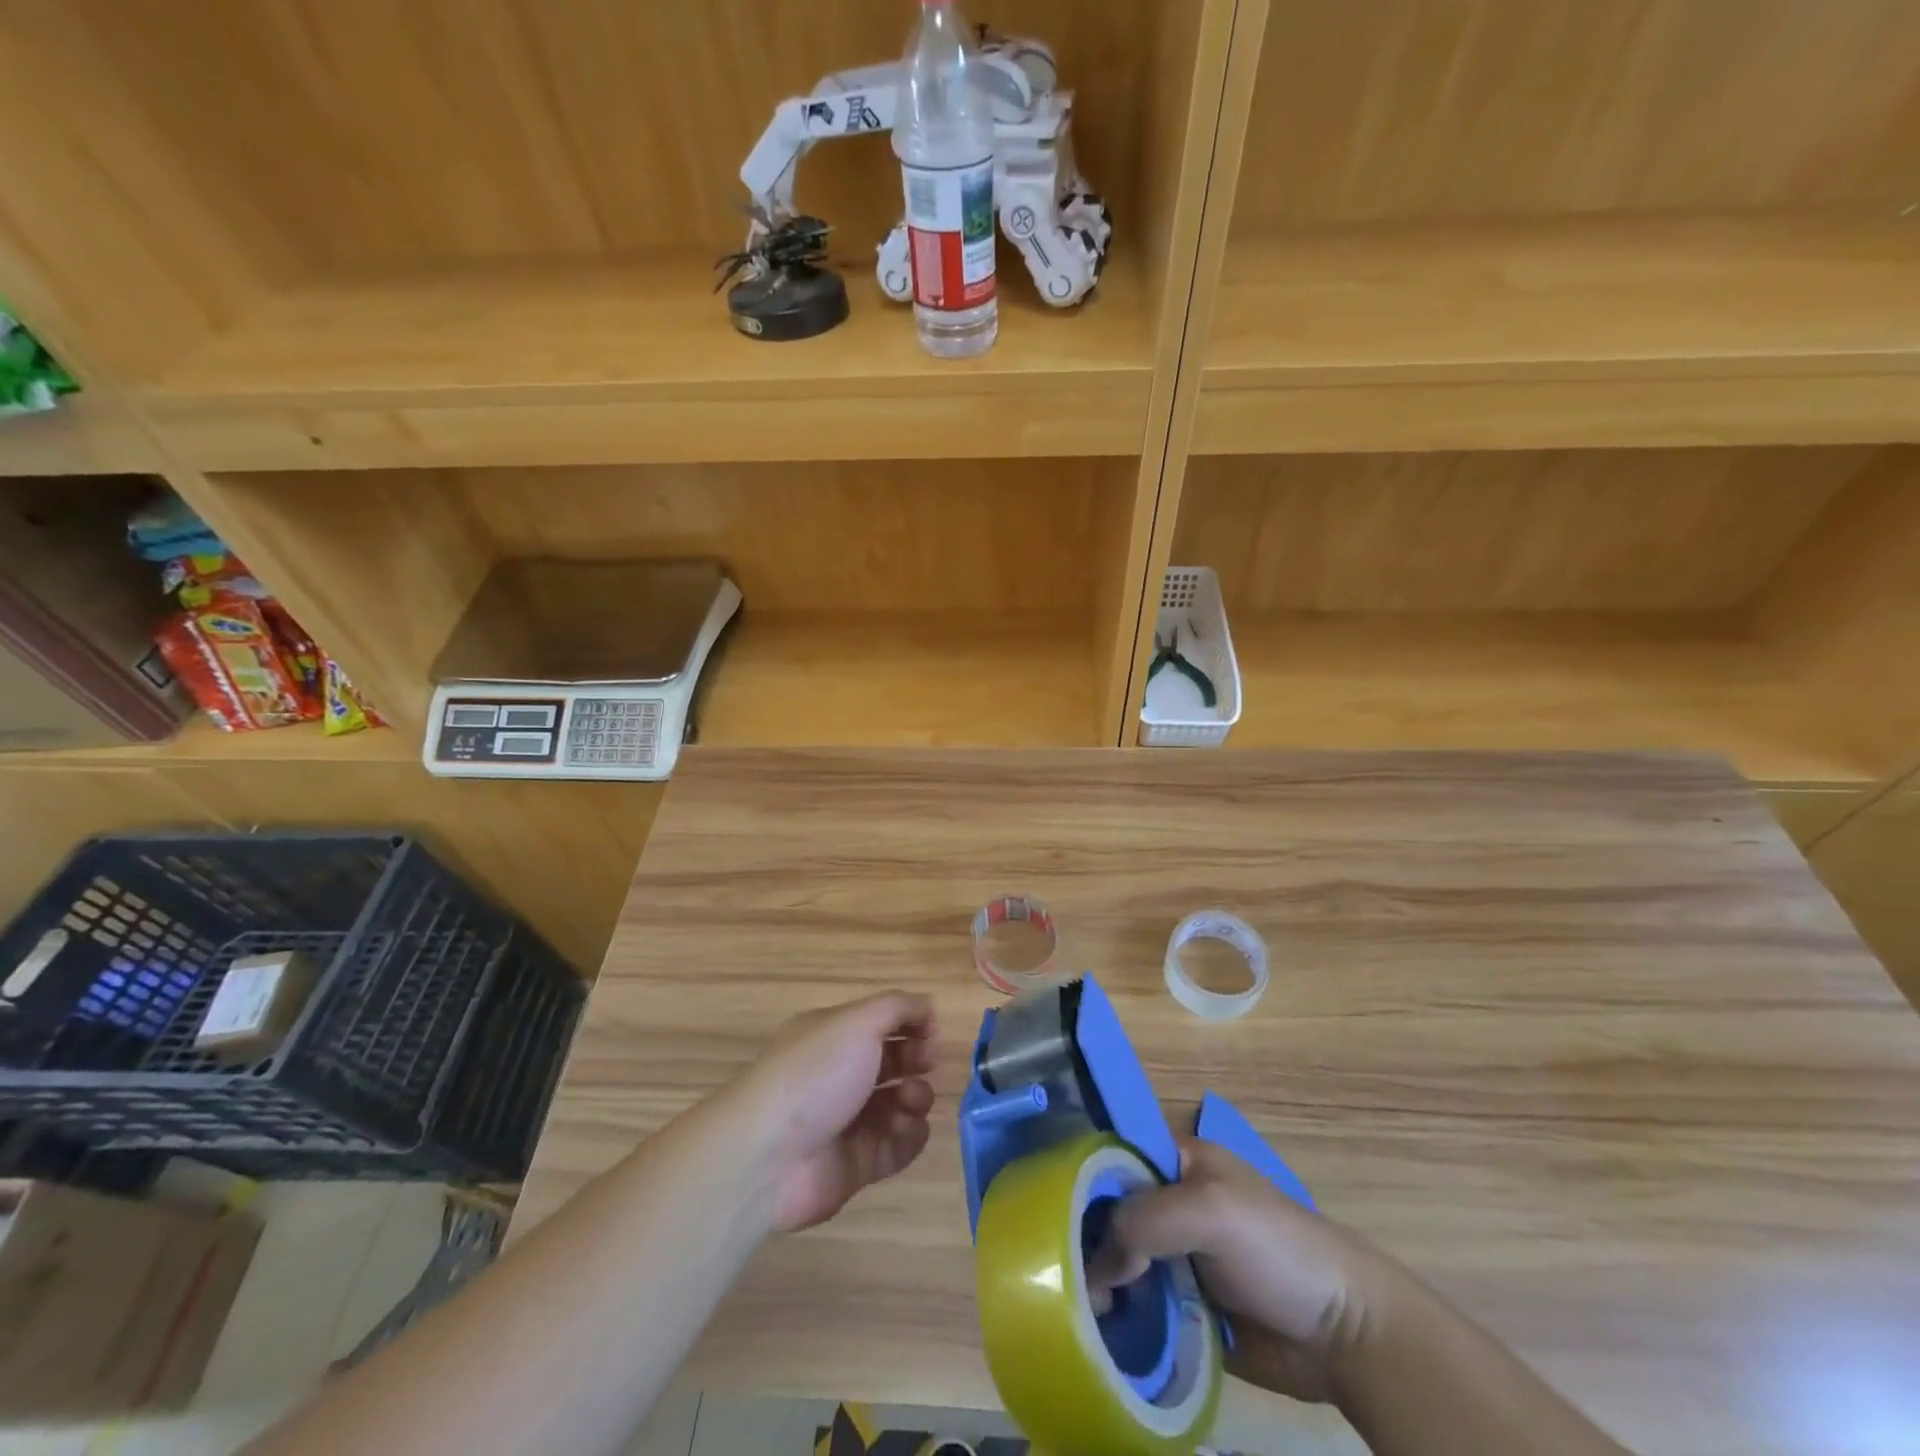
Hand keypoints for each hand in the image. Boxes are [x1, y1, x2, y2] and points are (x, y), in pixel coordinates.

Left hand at [727, 991, 937, 1233]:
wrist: (767, 1157)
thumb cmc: (814, 1074)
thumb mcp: (856, 1022)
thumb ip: (898, 1007)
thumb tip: (927, 1006)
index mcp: (835, 1036)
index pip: (882, 1023)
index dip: (912, 1025)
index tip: (931, 1033)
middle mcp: (841, 1074)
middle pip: (895, 1062)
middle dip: (917, 1060)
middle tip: (925, 1066)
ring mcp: (849, 1121)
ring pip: (900, 1104)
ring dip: (916, 1098)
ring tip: (909, 1101)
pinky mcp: (856, 1164)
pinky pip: (898, 1146)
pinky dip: (910, 1137)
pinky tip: (907, 1130)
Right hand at [1088, 1137, 1392, 1403]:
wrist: (1343, 1333)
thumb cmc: (1277, 1249)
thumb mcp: (1211, 1212)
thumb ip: (1147, 1219)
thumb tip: (1098, 1263)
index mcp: (1178, 1160)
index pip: (1114, 1154)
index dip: (1081, 1174)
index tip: (1045, 1203)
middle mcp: (1170, 1201)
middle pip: (1111, 1209)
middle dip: (1085, 1236)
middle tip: (1059, 1270)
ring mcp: (1177, 1253)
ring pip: (1121, 1258)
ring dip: (1100, 1281)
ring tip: (1080, 1309)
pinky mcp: (1184, 1303)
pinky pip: (1140, 1301)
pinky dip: (1120, 1313)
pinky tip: (1098, 1328)